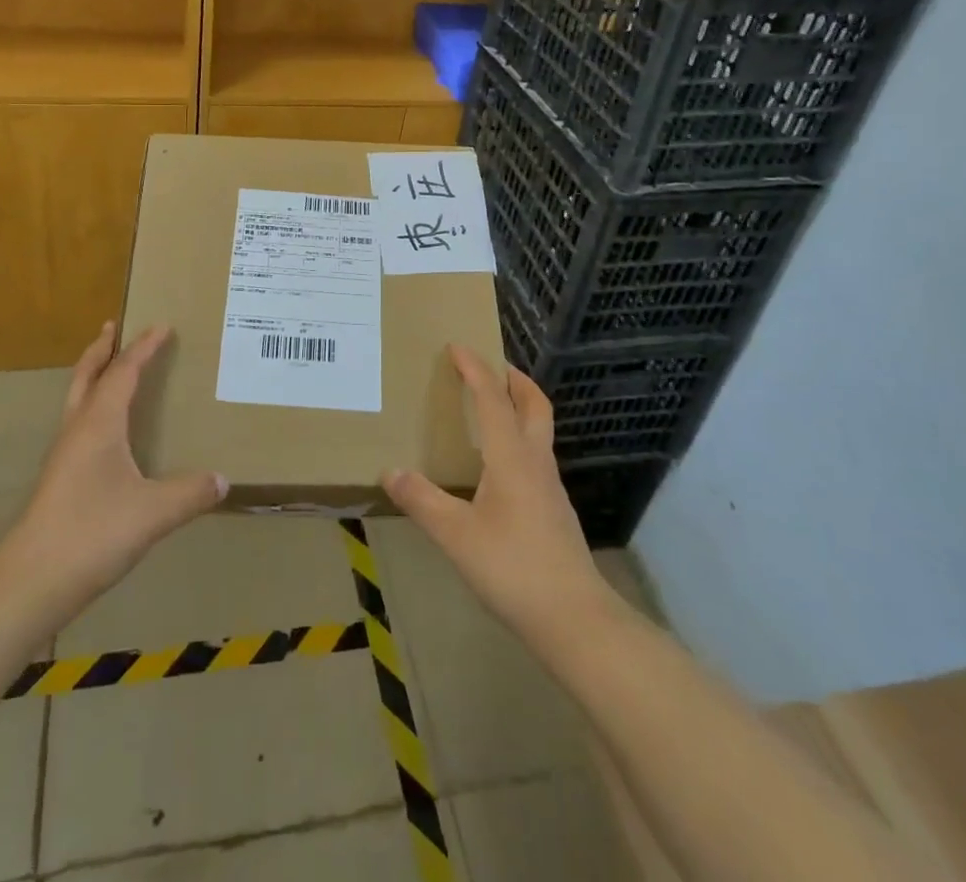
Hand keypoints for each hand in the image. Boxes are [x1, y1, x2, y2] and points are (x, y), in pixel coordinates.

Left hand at [0, 323, 223, 620]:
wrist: (31, 582)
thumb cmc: (92, 534)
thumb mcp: (153, 513)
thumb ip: (191, 493)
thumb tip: (223, 480)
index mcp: (99, 424)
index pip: (123, 372)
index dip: (144, 348)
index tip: (162, 326)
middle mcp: (77, 430)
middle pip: (86, 375)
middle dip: (101, 349)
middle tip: (114, 327)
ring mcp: (63, 455)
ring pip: (77, 399)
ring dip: (93, 375)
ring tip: (110, 368)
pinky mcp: (58, 479)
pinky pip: (78, 423)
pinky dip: (92, 406)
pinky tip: (106, 430)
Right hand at [382, 345, 607, 642]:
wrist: (575, 619)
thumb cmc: (513, 569)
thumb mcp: (456, 536)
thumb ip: (422, 501)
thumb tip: (391, 471)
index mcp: (511, 457)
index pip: (493, 399)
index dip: (475, 369)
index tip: (458, 346)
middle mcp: (535, 462)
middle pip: (534, 405)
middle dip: (514, 379)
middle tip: (490, 366)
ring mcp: (550, 487)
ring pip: (538, 431)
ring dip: (518, 408)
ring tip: (490, 411)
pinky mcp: (554, 511)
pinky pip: (535, 457)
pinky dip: (518, 440)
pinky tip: (498, 467)